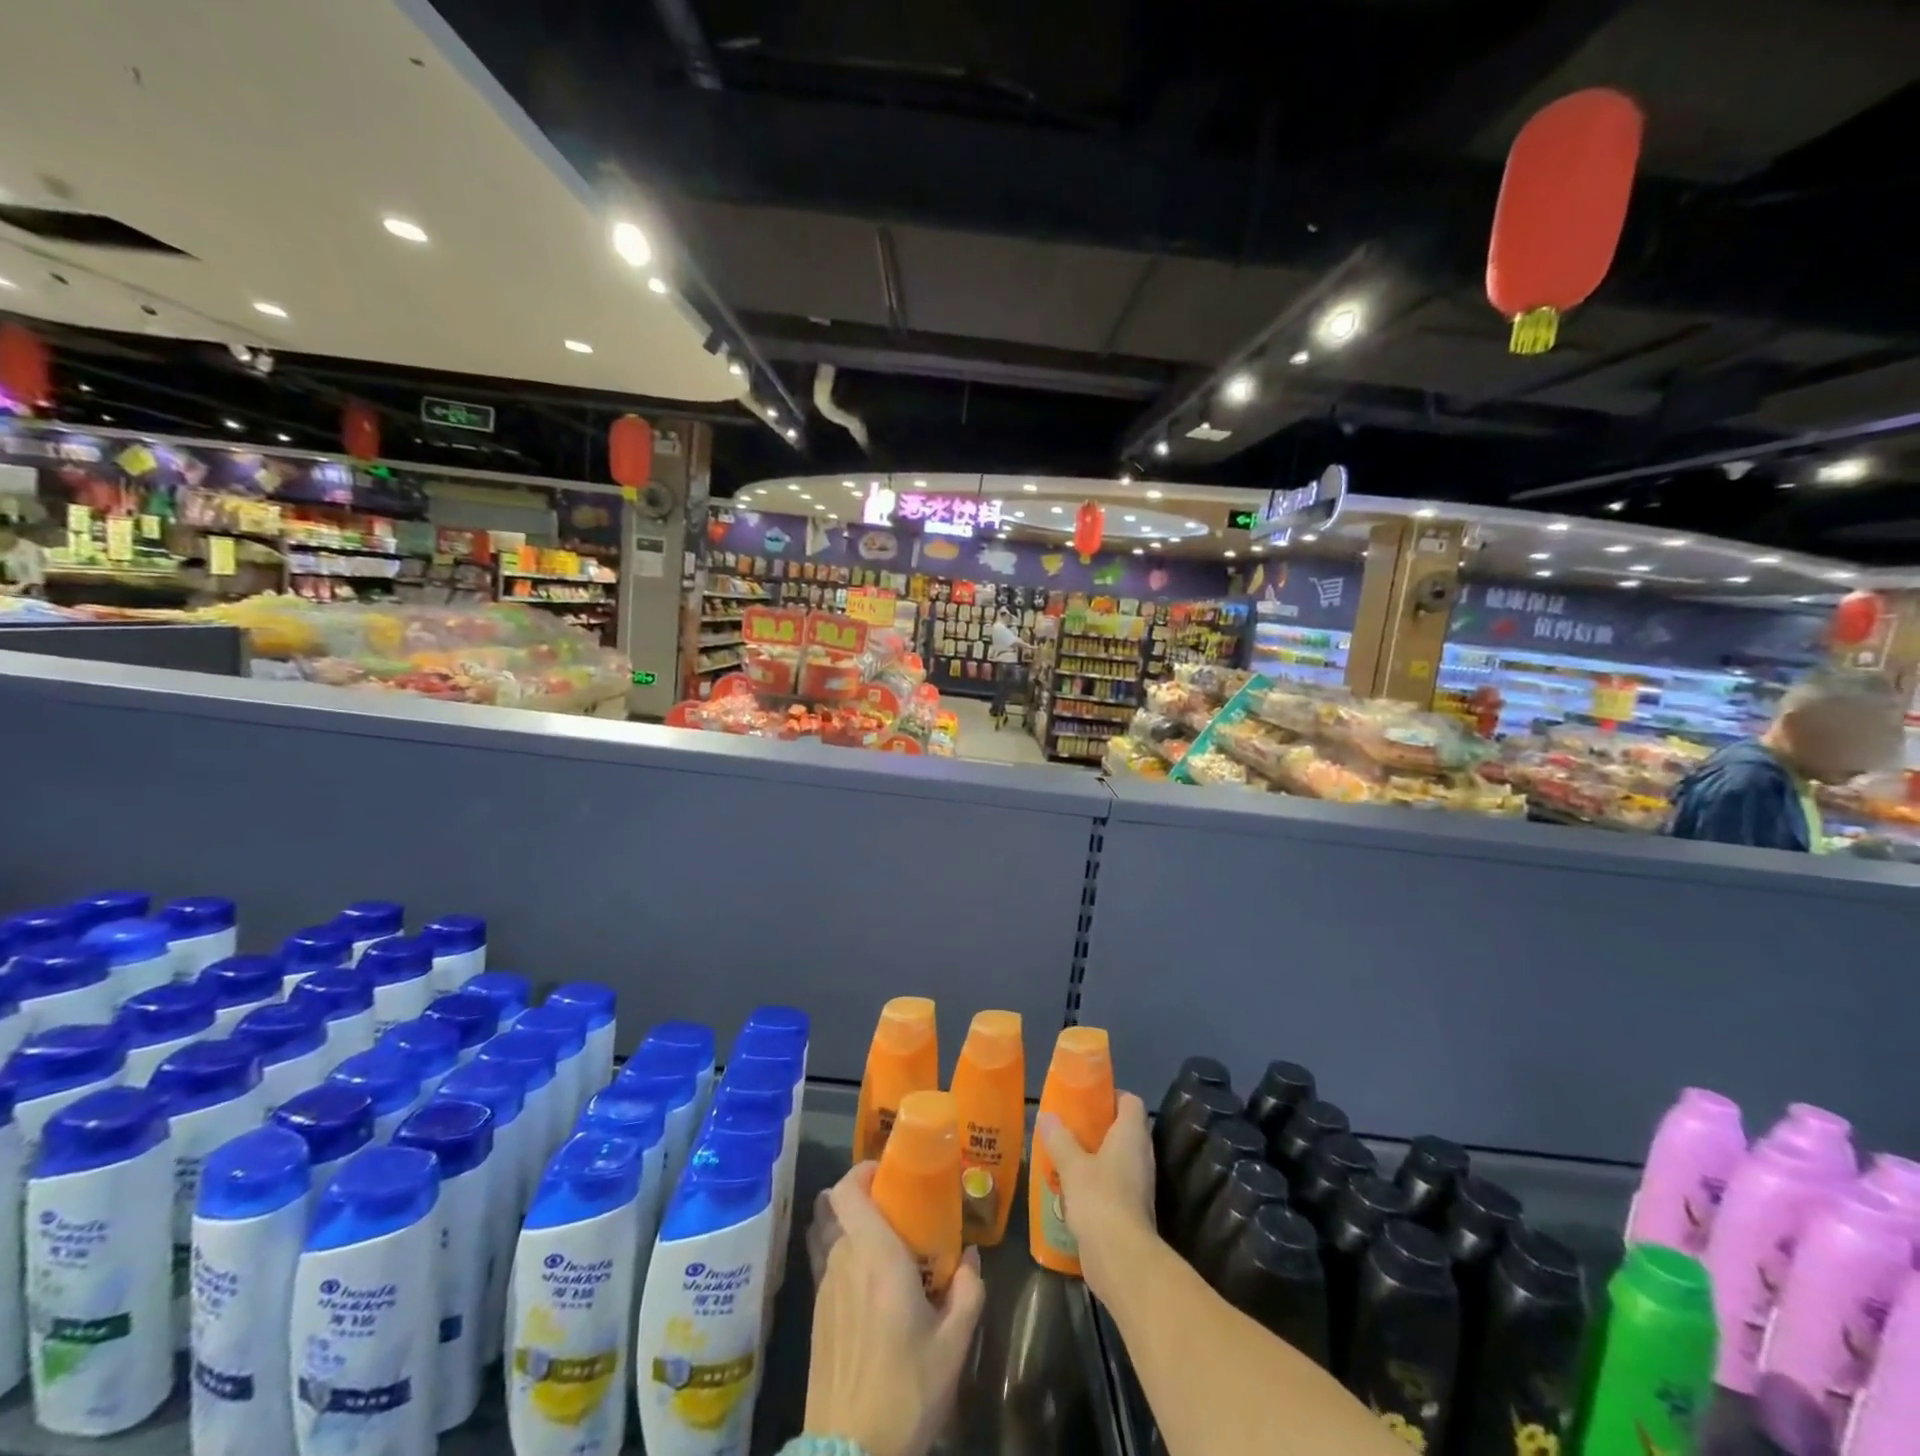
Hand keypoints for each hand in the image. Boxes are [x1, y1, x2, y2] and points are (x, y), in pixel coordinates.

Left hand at [804, 1162, 986, 1455]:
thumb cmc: (906, 1391)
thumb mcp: (953, 1345)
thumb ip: (968, 1292)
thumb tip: (971, 1258)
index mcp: (875, 1255)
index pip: (848, 1189)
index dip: (863, 1170)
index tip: (889, 1172)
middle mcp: (843, 1261)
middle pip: (841, 1209)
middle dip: (869, 1201)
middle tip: (901, 1212)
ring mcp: (824, 1289)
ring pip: (832, 1236)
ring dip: (854, 1230)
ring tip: (885, 1246)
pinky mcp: (816, 1317)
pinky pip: (827, 1266)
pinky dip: (845, 1260)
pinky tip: (869, 1287)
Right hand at [1036, 1091, 1155, 1302]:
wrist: (1121, 1260)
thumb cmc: (1100, 1199)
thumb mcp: (1072, 1165)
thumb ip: (1058, 1138)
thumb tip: (1045, 1116)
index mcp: (1132, 1135)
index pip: (1130, 1102)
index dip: (1111, 1094)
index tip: (1086, 1097)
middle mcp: (1141, 1155)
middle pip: (1122, 1129)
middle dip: (1096, 1126)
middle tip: (1068, 1125)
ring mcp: (1138, 1184)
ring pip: (1116, 1158)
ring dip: (1093, 1155)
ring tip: (1064, 1153)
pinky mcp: (1130, 1210)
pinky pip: (1112, 1184)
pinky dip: (1094, 1181)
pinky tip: (1069, 1187)